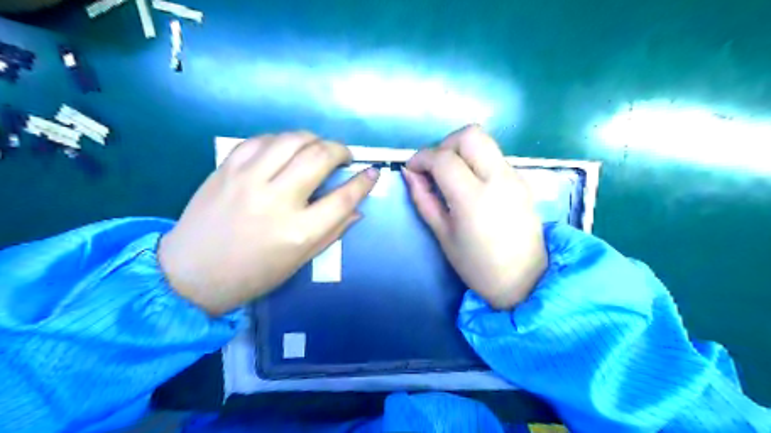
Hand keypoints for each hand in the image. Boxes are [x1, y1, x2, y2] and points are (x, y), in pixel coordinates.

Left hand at [159, 132, 378, 313]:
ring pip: (292, 139)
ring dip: (313, 139)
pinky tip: (286, 149)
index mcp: (298, 231)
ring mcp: (248, 179)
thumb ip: (332, 232)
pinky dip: (282, 139)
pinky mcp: (227, 168)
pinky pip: (262, 140)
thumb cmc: (252, 274)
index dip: (364, 182)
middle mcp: (276, 199)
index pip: (343, 197)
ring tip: (318, 148)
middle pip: (319, 157)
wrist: (190, 273)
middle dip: (341, 150)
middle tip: (345, 157)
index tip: (373, 172)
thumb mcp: (300, 261)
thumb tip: (357, 209)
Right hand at [403, 126, 547, 309]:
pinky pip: (495, 157)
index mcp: (473, 198)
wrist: (525, 280)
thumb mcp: (443, 235)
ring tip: (451, 177)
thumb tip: (409, 173)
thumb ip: (424, 199)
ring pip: (485, 143)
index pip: (444, 158)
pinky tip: (471, 185)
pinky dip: (477, 161)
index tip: (412, 169)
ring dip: (462, 151)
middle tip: (435, 167)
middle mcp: (498, 179)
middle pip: (470, 135)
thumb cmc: (478, 266)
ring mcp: (515, 177)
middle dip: (445, 144)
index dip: (422, 157)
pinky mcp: (522, 180)